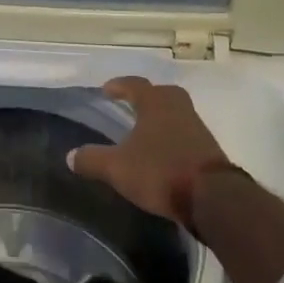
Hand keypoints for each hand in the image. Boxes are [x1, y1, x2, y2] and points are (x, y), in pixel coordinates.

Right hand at [68, 77, 237, 228]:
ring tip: (145, 131)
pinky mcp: (208, 149)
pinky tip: (163, 153)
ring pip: (175, 113)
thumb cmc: (161, 171)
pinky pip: (185, 134)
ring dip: (160, 118)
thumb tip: (70, 156)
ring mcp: (197, 128)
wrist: (212, 198)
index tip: (107, 89)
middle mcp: (179, 108)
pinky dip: (172, 137)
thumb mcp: (118, 168)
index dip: (119, 85)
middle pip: (161, 94)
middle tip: (131, 105)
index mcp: (156, 103)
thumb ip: (93, 160)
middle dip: (145, 97)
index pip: (135, 84)